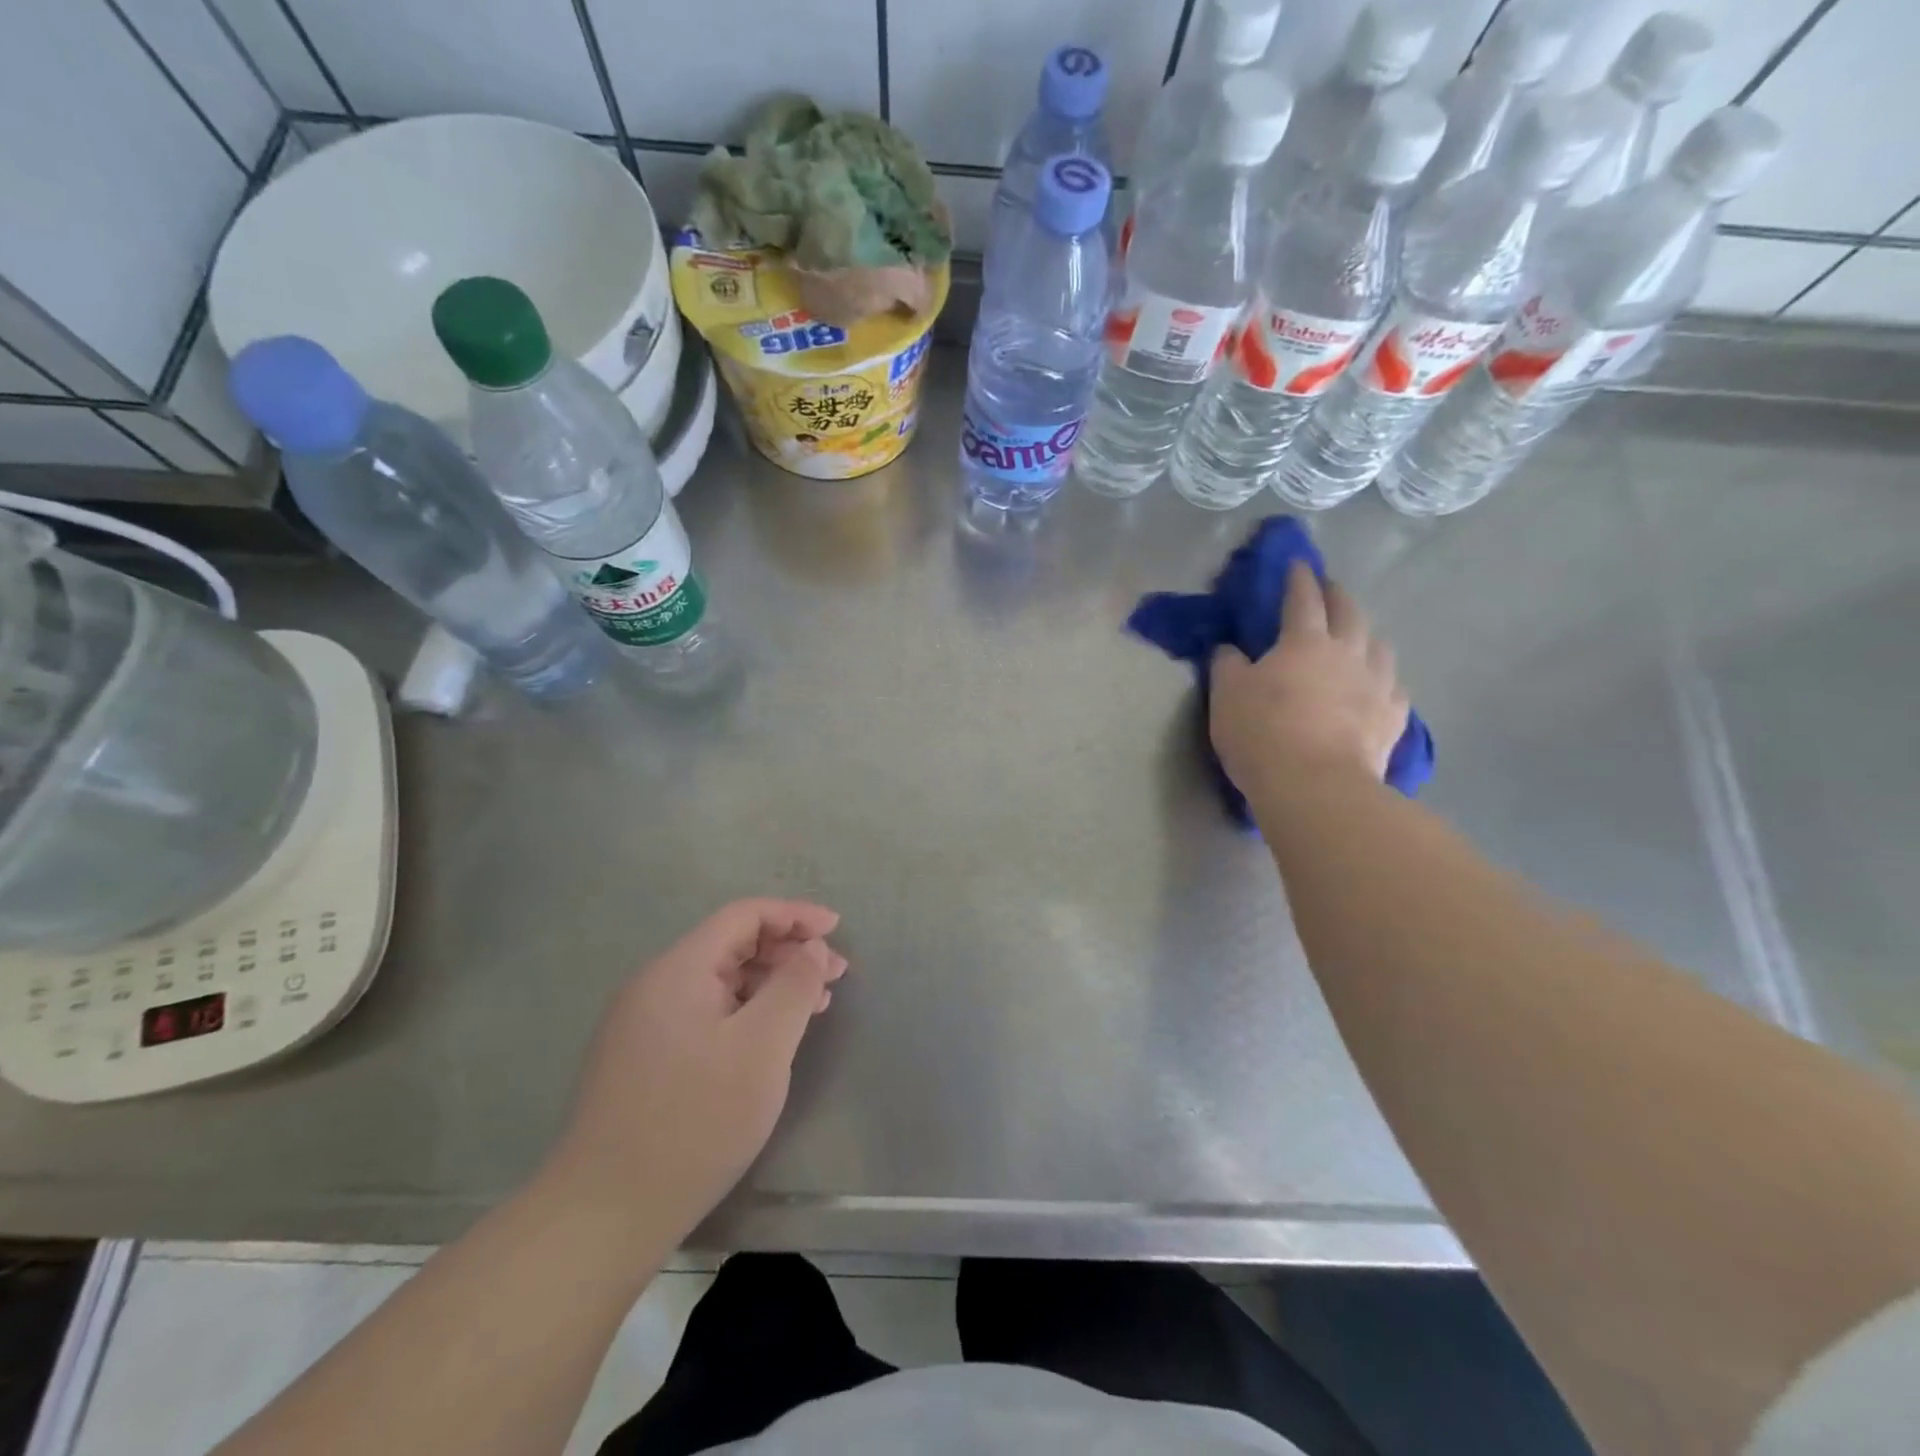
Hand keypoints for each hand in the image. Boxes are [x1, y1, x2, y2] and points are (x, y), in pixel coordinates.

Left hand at [544, 899, 846, 1246]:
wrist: (604, 1216)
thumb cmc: (695, 1121)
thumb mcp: (762, 1048)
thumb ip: (794, 986)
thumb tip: (812, 947)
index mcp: (677, 969)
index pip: (743, 915)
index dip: (794, 914)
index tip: (837, 929)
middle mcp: (655, 985)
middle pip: (731, 945)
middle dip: (788, 951)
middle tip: (836, 976)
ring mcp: (643, 1023)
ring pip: (719, 981)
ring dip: (770, 984)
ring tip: (814, 1006)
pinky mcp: (642, 1058)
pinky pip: (704, 1013)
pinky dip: (745, 1012)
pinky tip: (769, 1039)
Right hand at [1211, 562, 1409, 794]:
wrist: (1316, 785)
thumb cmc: (1263, 732)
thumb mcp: (1227, 695)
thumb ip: (1227, 665)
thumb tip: (1230, 649)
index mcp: (1304, 641)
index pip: (1302, 598)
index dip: (1298, 578)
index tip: (1298, 563)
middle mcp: (1348, 652)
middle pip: (1349, 612)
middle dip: (1337, 595)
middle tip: (1329, 589)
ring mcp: (1378, 684)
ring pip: (1380, 645)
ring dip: (1367, 633)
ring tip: (1358, 636)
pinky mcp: (1394, 717)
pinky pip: (1394, 686)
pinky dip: (1384, 677)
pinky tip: (1379, 685)